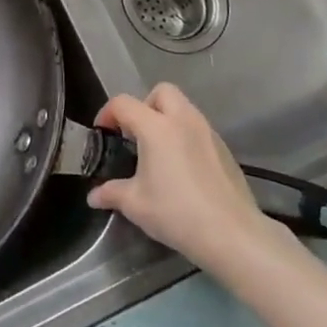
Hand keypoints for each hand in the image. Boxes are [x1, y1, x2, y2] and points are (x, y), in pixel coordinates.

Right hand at [88, 84, 302, 274]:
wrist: (232, 234)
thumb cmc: (176, 213)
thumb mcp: (135, 204)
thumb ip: (111, 193)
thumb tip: (93, 196)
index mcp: (156, 127)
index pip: (124, 103)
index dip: (107, 113)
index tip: (103, 133)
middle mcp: (184, 120)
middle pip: (161, 92)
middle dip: (144, 105)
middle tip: (135, 134)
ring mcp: (208, 132)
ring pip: (184, 108)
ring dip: (167, 119)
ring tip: (158, 152)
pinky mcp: (225, 149)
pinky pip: (199, 129)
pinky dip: (185, 136)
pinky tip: (182, 168)